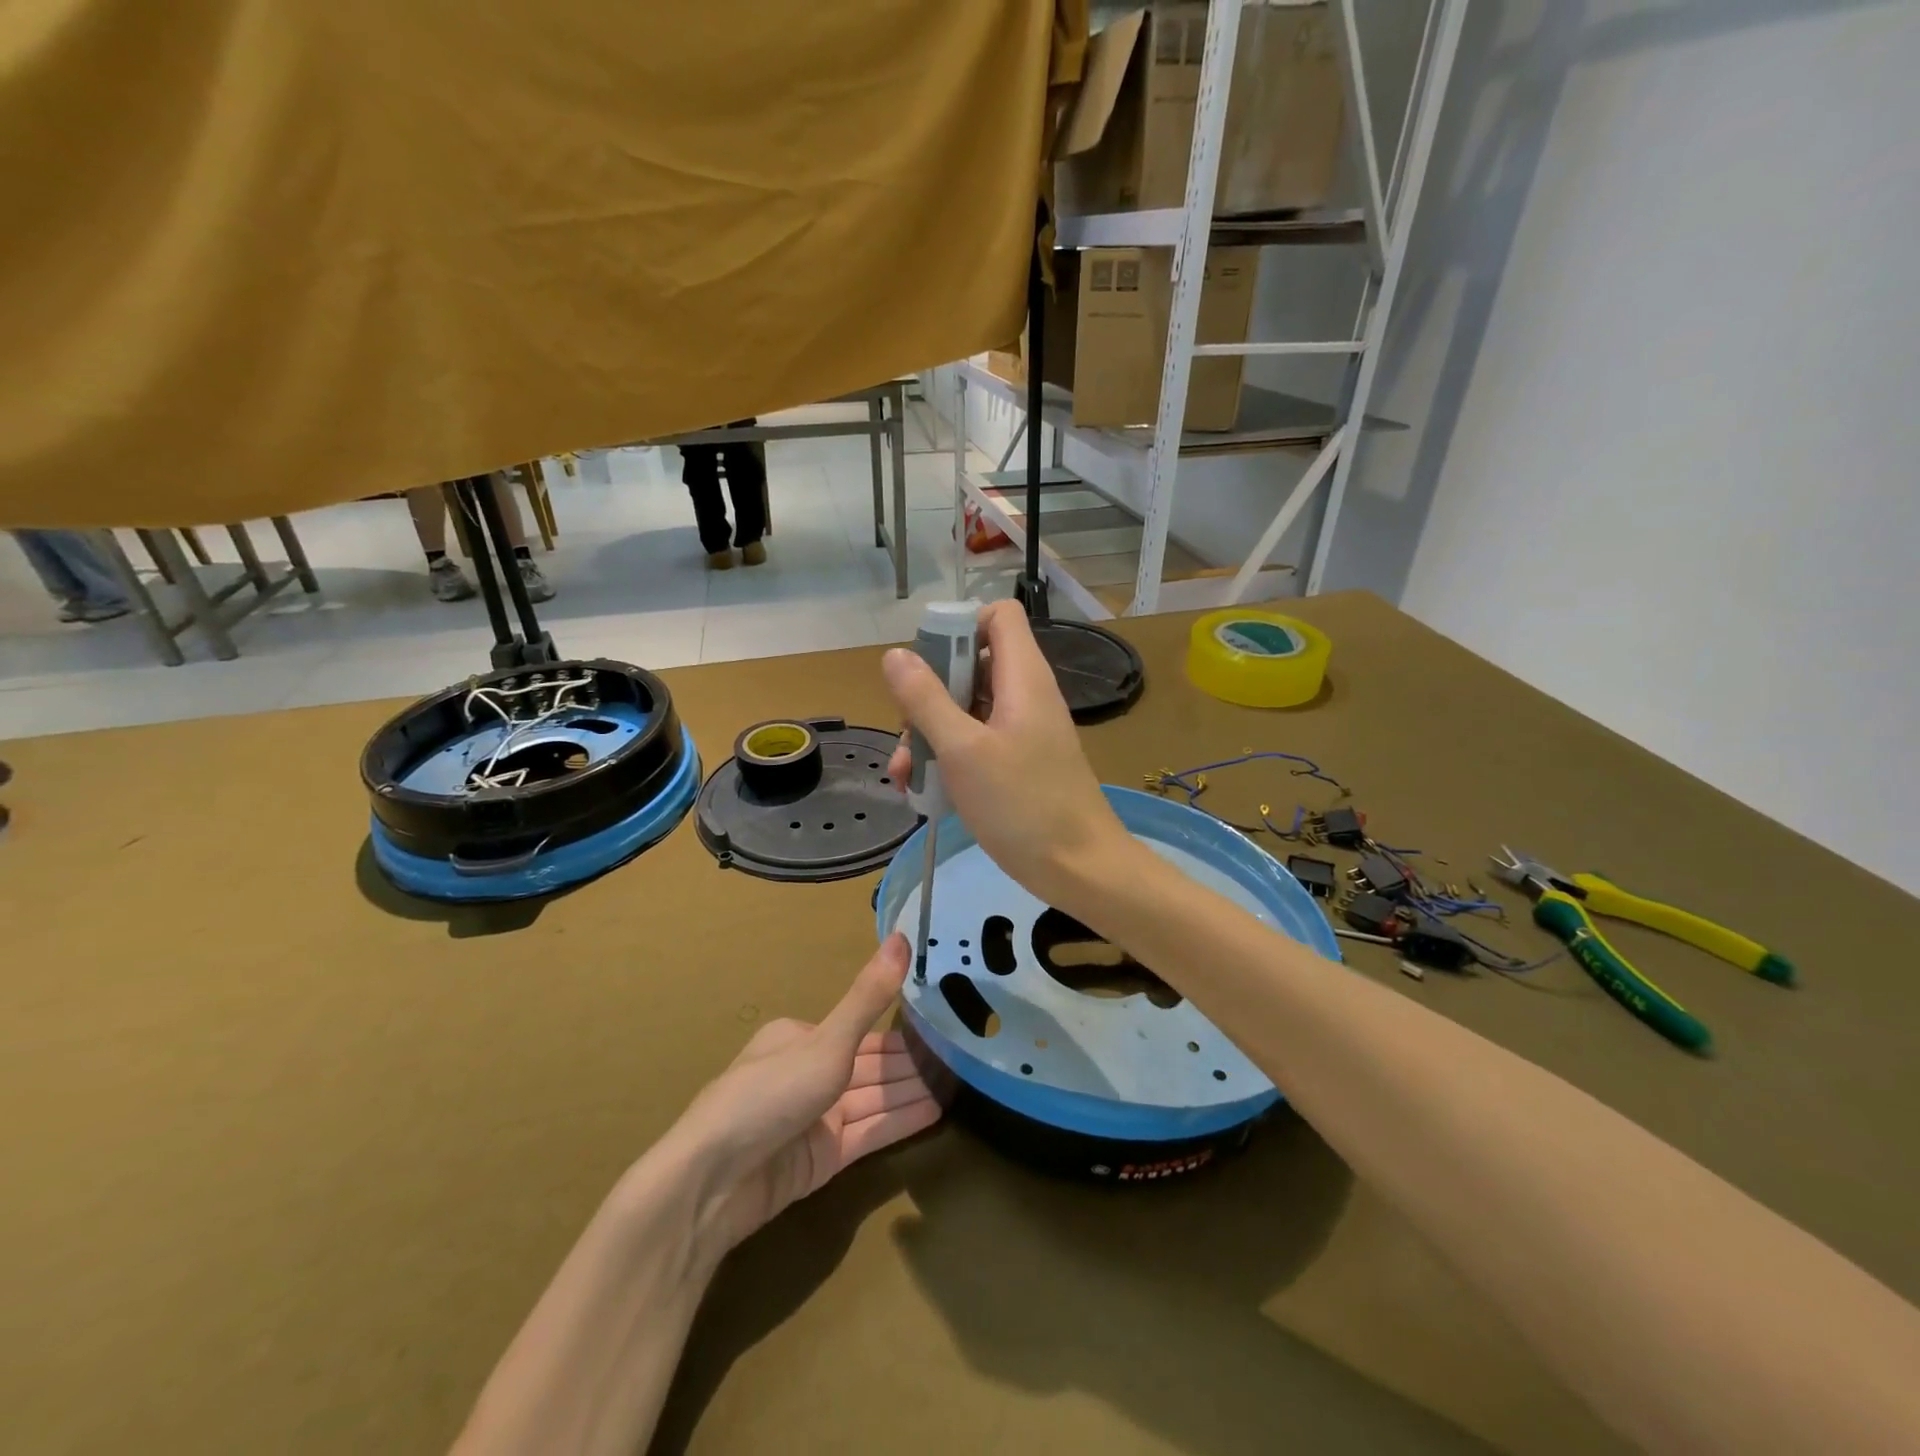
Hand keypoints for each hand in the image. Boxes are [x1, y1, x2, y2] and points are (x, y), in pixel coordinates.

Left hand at [672, 935, 940, 1258]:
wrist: (714, 1182)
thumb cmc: (770, 1093)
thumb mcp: (827, 1040)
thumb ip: (869, 997)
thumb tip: (904, 936)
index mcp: (800, 1037)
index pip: (861, 1030)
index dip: (902, 1030)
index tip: (943, 1025)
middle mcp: (809, 1072)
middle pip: (871, 1066)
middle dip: (913, 1063)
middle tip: (964, 1055)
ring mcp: (816, 1118)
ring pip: (875, 1098)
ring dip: (912, 1091)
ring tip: (961, 1082)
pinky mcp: (823, 1158)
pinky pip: (871, 1132)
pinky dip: (901, 1120)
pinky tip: (937, 1112)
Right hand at [883, 599, 1129, 914]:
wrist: (1078, 868)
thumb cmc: (1022, 805)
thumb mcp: (962, 751)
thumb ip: (926, 699)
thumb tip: (896, 654)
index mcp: (1022, 677)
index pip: (998, 616)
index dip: (960, 627)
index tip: (928, 666)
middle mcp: (1026, 694)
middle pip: (973, 663)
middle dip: (930, 693)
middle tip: (910, 731)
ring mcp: (1024, 729)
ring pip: (968, 707)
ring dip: (932, 732)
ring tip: (907, 773)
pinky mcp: (1020, 761)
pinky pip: (978, 741)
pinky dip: (950, 756)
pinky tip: (924, 790)